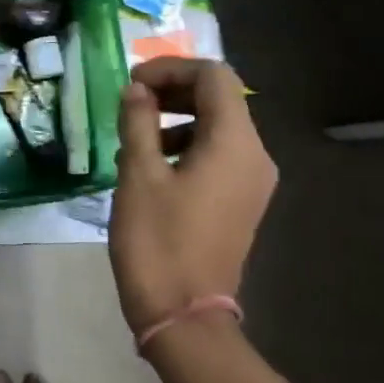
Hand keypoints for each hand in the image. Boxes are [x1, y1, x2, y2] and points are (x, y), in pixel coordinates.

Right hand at [108, 59, 276, 333]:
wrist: (183, 314)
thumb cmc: (157, 241)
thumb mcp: (138, 174)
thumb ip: (138, 122)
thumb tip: (136, 91)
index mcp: (234, 144)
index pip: (214, 77)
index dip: (171, 69)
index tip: (131, 83)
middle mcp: (254, 156)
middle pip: (219, 99)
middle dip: (173, 90)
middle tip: (129, 102)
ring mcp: (251, 181)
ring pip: (217, 127)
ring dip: (176, 118)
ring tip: (133, 136)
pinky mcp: (240, 201)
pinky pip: (217, 154)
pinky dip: (185, 144)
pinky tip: (150, 165)